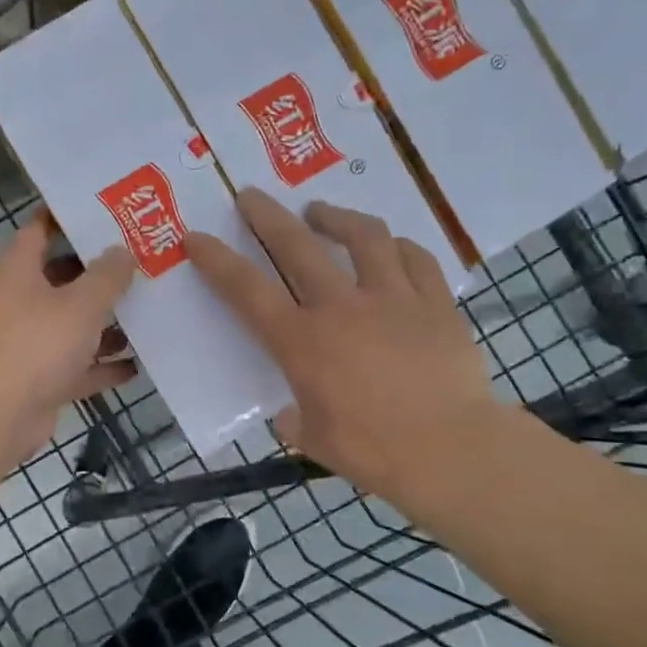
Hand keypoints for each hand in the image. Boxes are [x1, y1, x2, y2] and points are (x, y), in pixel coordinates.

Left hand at [0, 210, 136, 465]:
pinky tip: (136, 366)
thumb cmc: (37, 345)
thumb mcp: (81, 304)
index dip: (70, 218)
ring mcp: (27, 343)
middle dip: (100, 275)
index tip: (107, 212)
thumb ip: (107, 276)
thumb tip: (122, 251)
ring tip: (147, 314)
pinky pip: (75, 366)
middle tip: (142, 263)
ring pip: (71, 325)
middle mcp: (18, 302)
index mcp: (17, 271)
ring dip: (104, 324)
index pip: (41, 229)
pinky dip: (101, 366)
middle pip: (62, 278)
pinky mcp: (38, 379)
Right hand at [184, 189, 500, 506]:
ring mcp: (393, 297)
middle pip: (296, 245)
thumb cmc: (373, 451)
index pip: (246, 290)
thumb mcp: (315, 441)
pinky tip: (390, 245)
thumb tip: (290, 414)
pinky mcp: (435, 303)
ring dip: (336, 216)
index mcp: (302, 341)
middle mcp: (341, 306)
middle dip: (266, 215)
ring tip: (320, 211)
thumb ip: (295, 421)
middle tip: (251, 196)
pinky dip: (397, 246)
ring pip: (363, 236)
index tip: (196, 237)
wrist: (450, 450)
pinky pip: (415, 258)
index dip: (216, 260)